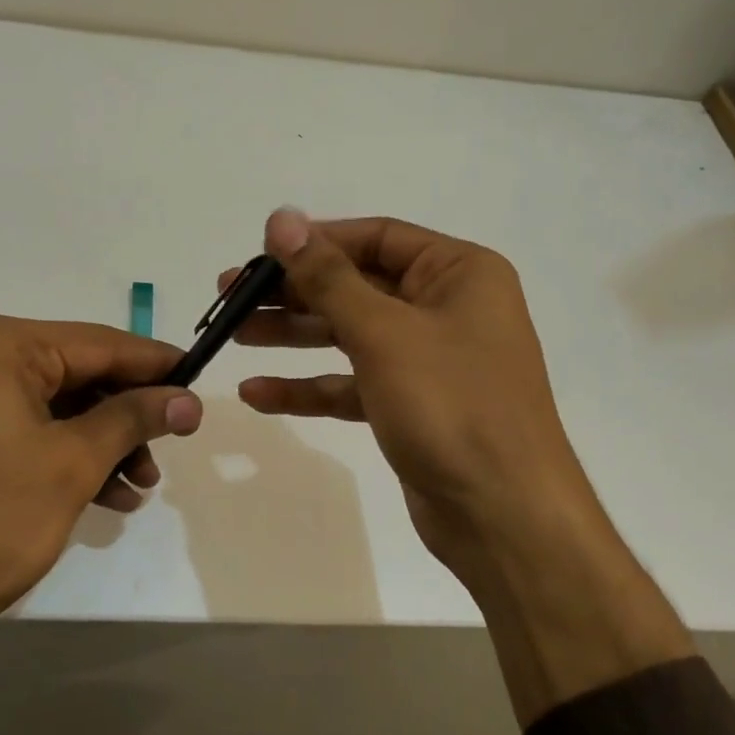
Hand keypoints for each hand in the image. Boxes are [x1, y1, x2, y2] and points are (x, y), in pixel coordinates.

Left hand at [0, 315, 203, 631]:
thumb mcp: (71, 464)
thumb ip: (133, 419)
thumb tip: (190, 399)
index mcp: (0, 345)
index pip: (101, 343)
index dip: (157, 365)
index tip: (201, 386)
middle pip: (81, 375)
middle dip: (129, 416)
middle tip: (170, 449)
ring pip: (60, 408)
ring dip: (105, 444)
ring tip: (139, 487)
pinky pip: (32, 432)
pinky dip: (70, 459)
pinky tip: (106, 497)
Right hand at [227, 210, 585, 596]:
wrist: (504, 515)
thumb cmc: (451, 405)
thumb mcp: (384, 333)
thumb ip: (327, 277)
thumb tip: (282, 218)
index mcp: (458, 273)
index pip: (377, 238)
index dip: (316, 241)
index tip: (260, 252)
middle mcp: (447, 308)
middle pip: (357, 286)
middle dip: (294, 292)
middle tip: (230, 296)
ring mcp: (429, 360)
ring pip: (350, 335)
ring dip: (293, 336)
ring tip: (234, 335)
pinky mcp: (411, 406)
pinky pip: (352, 384)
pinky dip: (310, 387)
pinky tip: (258, 393)